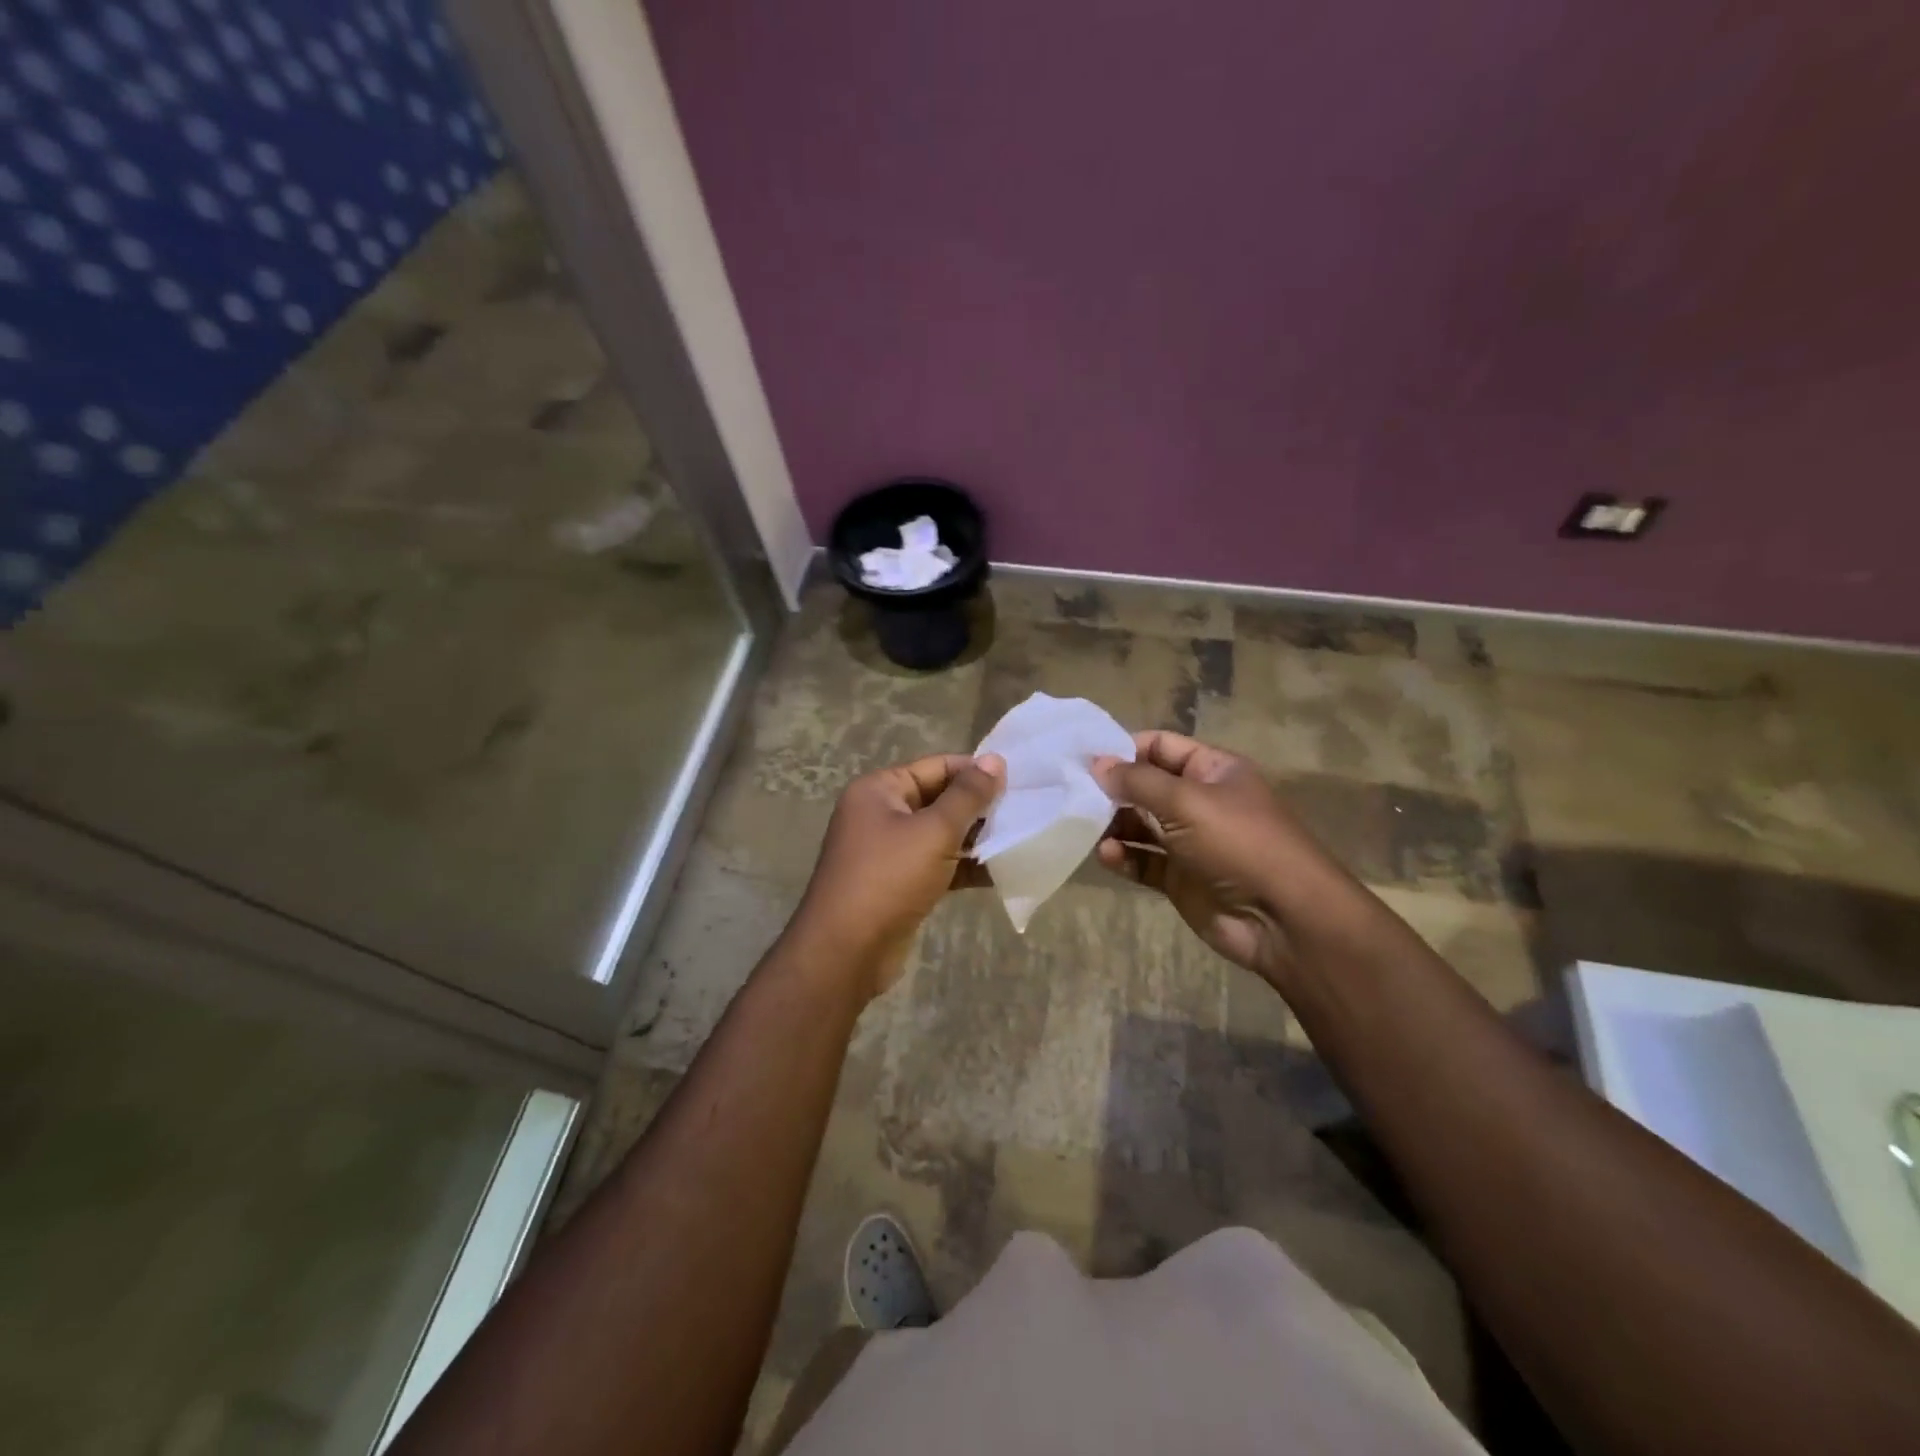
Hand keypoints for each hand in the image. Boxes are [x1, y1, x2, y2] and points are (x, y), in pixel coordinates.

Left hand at [788, 753, 1004, 999]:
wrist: (846, 951)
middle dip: (978, 807)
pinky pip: (937, 864)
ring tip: (1018, 839)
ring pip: (940, 834)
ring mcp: (888, 851)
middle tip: (1023, 811)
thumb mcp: (934, 831)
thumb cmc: (889, 878)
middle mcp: (880, 814)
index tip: (1017, 782)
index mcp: (879, 790)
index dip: (975, 771)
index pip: (936, 767)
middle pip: (939, 799)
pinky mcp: (899, 884)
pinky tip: (1000, 871)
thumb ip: (968, 795)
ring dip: (975, 838)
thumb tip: (995, 760)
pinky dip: (963, 866)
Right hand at [1093, 731, 1324, 983]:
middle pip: (1146, 786)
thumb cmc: (1239, 844)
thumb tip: (1096, 763)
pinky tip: (1108, 856)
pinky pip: (1143, 861)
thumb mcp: (1187, 802)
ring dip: (1113, 825)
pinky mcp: (1180, 878)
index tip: (1084, 758)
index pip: (1160, 746)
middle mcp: (1200, 801)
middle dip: (1112, 789)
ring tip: (1084, 828)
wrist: (1283, 919)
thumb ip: (1138, 781)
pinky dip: (1124, 857)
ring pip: (1140, 825)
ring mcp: (1190, 841)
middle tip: (1072, 794)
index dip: (1124, 749)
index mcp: (1212, 770)